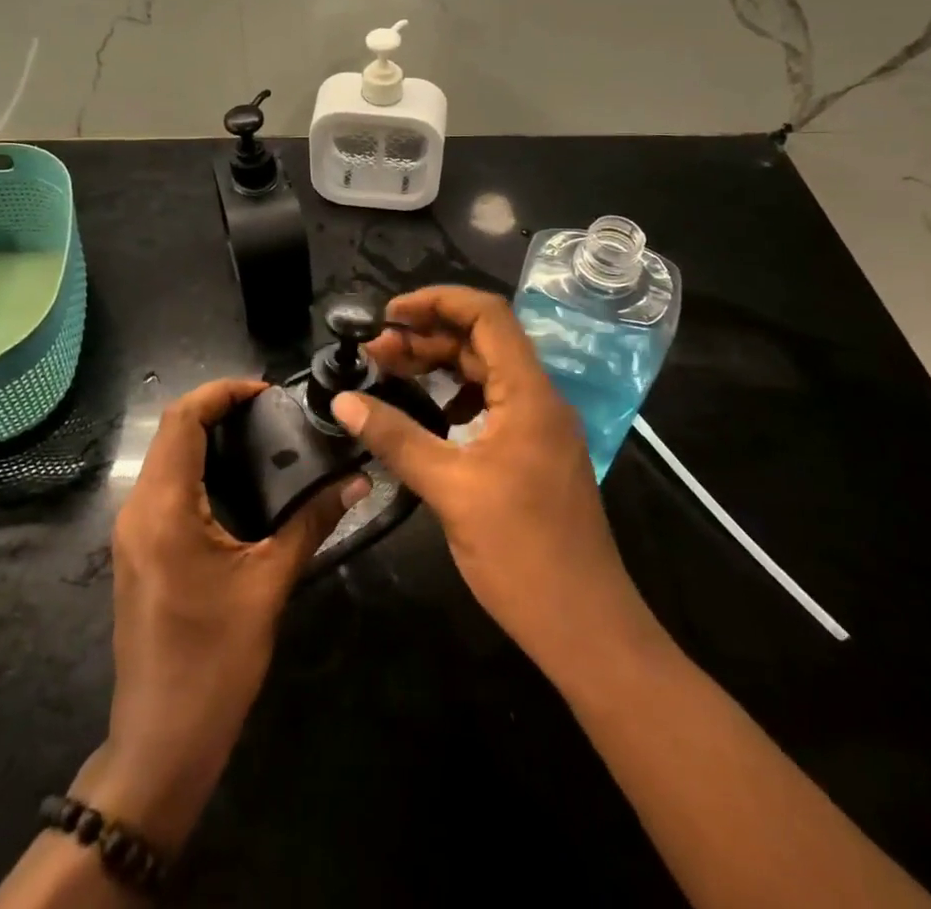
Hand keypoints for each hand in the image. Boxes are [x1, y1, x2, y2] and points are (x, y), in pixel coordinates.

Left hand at [89, 378, 368, 848]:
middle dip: (217, 410)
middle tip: (272, 413)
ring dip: (206, 437)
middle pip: (171, 432)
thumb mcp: (269, 584)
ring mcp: (131, 531)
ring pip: (165, 458)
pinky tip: (238, 482)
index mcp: (164, 508)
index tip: (266, 391)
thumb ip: (311, 523)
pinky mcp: (138, 550)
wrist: (161, 741)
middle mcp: (138, 508)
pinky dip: (197, 467)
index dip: (221, 393)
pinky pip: (163, 486)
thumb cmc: (215, 660)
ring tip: (262, 437)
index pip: (182, 420)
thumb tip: (356, 482)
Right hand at [332, 286, 645, 681]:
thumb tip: (343, 401)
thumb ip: (396, 438)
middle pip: (483, 341)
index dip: (437, 301)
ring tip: (390, 374)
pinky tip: (427, 414)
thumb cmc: (522, 554)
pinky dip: (456, 397)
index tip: (389, 315)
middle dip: (427, 337)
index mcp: (530, 394)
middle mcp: (540, 398)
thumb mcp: (450, 490)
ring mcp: (540, 427)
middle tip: (375, 352)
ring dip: (439, 366)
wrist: (586, 629)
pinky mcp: (534, 453)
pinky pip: (492, 404)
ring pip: (486, 373)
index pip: (488, 315)